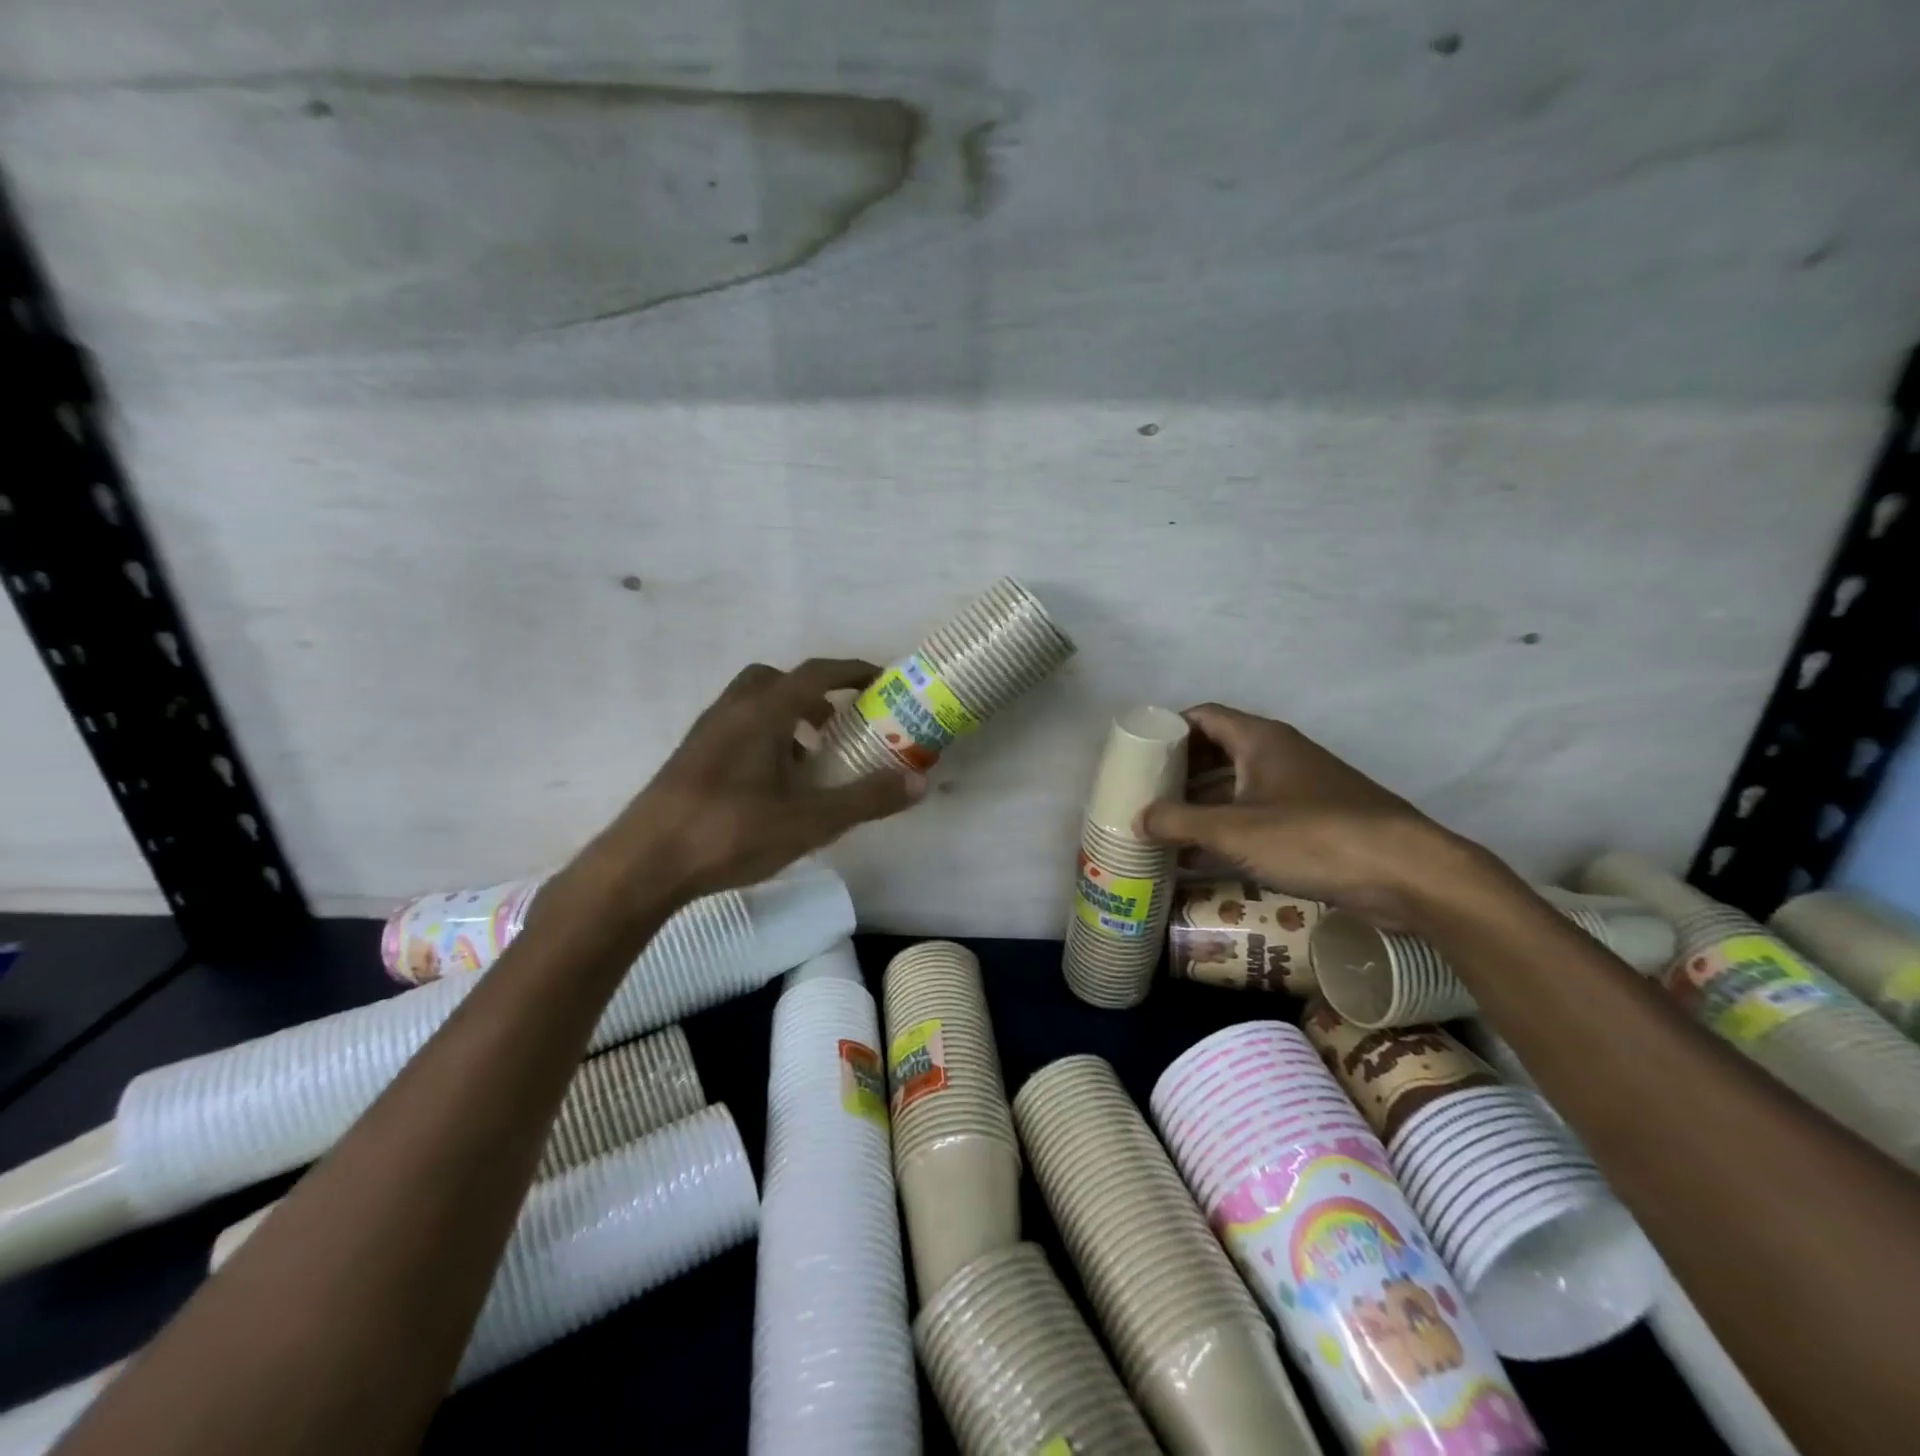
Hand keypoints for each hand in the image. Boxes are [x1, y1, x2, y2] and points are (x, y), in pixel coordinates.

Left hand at [573, 659, 924, 905]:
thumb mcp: (811, 821)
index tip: (880, 679)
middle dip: (813, 694)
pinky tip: (771, 787)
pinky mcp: (690, 758)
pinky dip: (763, 739)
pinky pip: (736, 729)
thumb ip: (866, 798)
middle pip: (777, 681)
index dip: (851, 671)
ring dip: (787, 719)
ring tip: (809, 763)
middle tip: (838, 724)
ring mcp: (706, 733)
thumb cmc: (732, 833)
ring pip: (753, 706)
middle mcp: (733, 710)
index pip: (815, 673)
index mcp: (764, 712)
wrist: (646, 863)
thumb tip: (920, 782)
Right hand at [1136, 703, 1478, 928]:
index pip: (1203, 716)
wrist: (1406, 872)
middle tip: (1145, 794)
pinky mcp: (1314, 820)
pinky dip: (1228, 828)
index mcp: (1260, 739)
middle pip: (1217, 751)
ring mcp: (1299, 787)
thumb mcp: (1234, 830)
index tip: (1138, 753)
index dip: (1168, 729)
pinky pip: (1257, 814)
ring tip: (1164, 827)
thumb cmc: (1312, 836)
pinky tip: (1203, 857)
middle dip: (1179, 771)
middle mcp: (1279, 754)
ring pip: (1237, 786)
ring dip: (1201, 804)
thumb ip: (1178, 822)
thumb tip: (1136, 818)